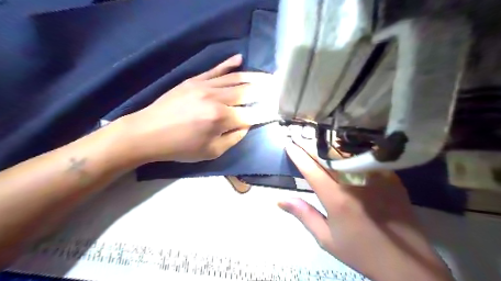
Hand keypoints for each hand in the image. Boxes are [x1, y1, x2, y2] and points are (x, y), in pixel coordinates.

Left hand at [120, 54, 271, 163]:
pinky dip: (229, 64)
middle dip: (265, 90)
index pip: (251, 114)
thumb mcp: (211, 152)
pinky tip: (241, 59)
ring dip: (254, 77)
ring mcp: (204, 85)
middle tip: (278, 88)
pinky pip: (216, 69)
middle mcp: (216, 98)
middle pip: (247, 92)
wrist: (148, 132)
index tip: (276, 110)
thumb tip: (246, 125)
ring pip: (235, 78)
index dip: (265, 113)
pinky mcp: (194, 80)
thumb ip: (234, 138)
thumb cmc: (180, 147)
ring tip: (268, 76)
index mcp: (221, 118)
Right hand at [281, 137, 456, 279]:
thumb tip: (281, 200)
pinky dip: (353, 153)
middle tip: (302, 137)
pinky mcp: (391, 179)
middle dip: (312, 146)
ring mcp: (376, 179)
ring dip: (331, 146)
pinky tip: (347, 148)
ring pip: (348, 154)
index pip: (312, 170)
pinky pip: (367, 160)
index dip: (298, 156)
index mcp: (336, 198)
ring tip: (320, 138)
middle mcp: (354, 183)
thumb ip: (304, 215)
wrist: (406, 264)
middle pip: (329, 157)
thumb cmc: (361, 252)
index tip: (289, 144)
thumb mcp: (326, 239)